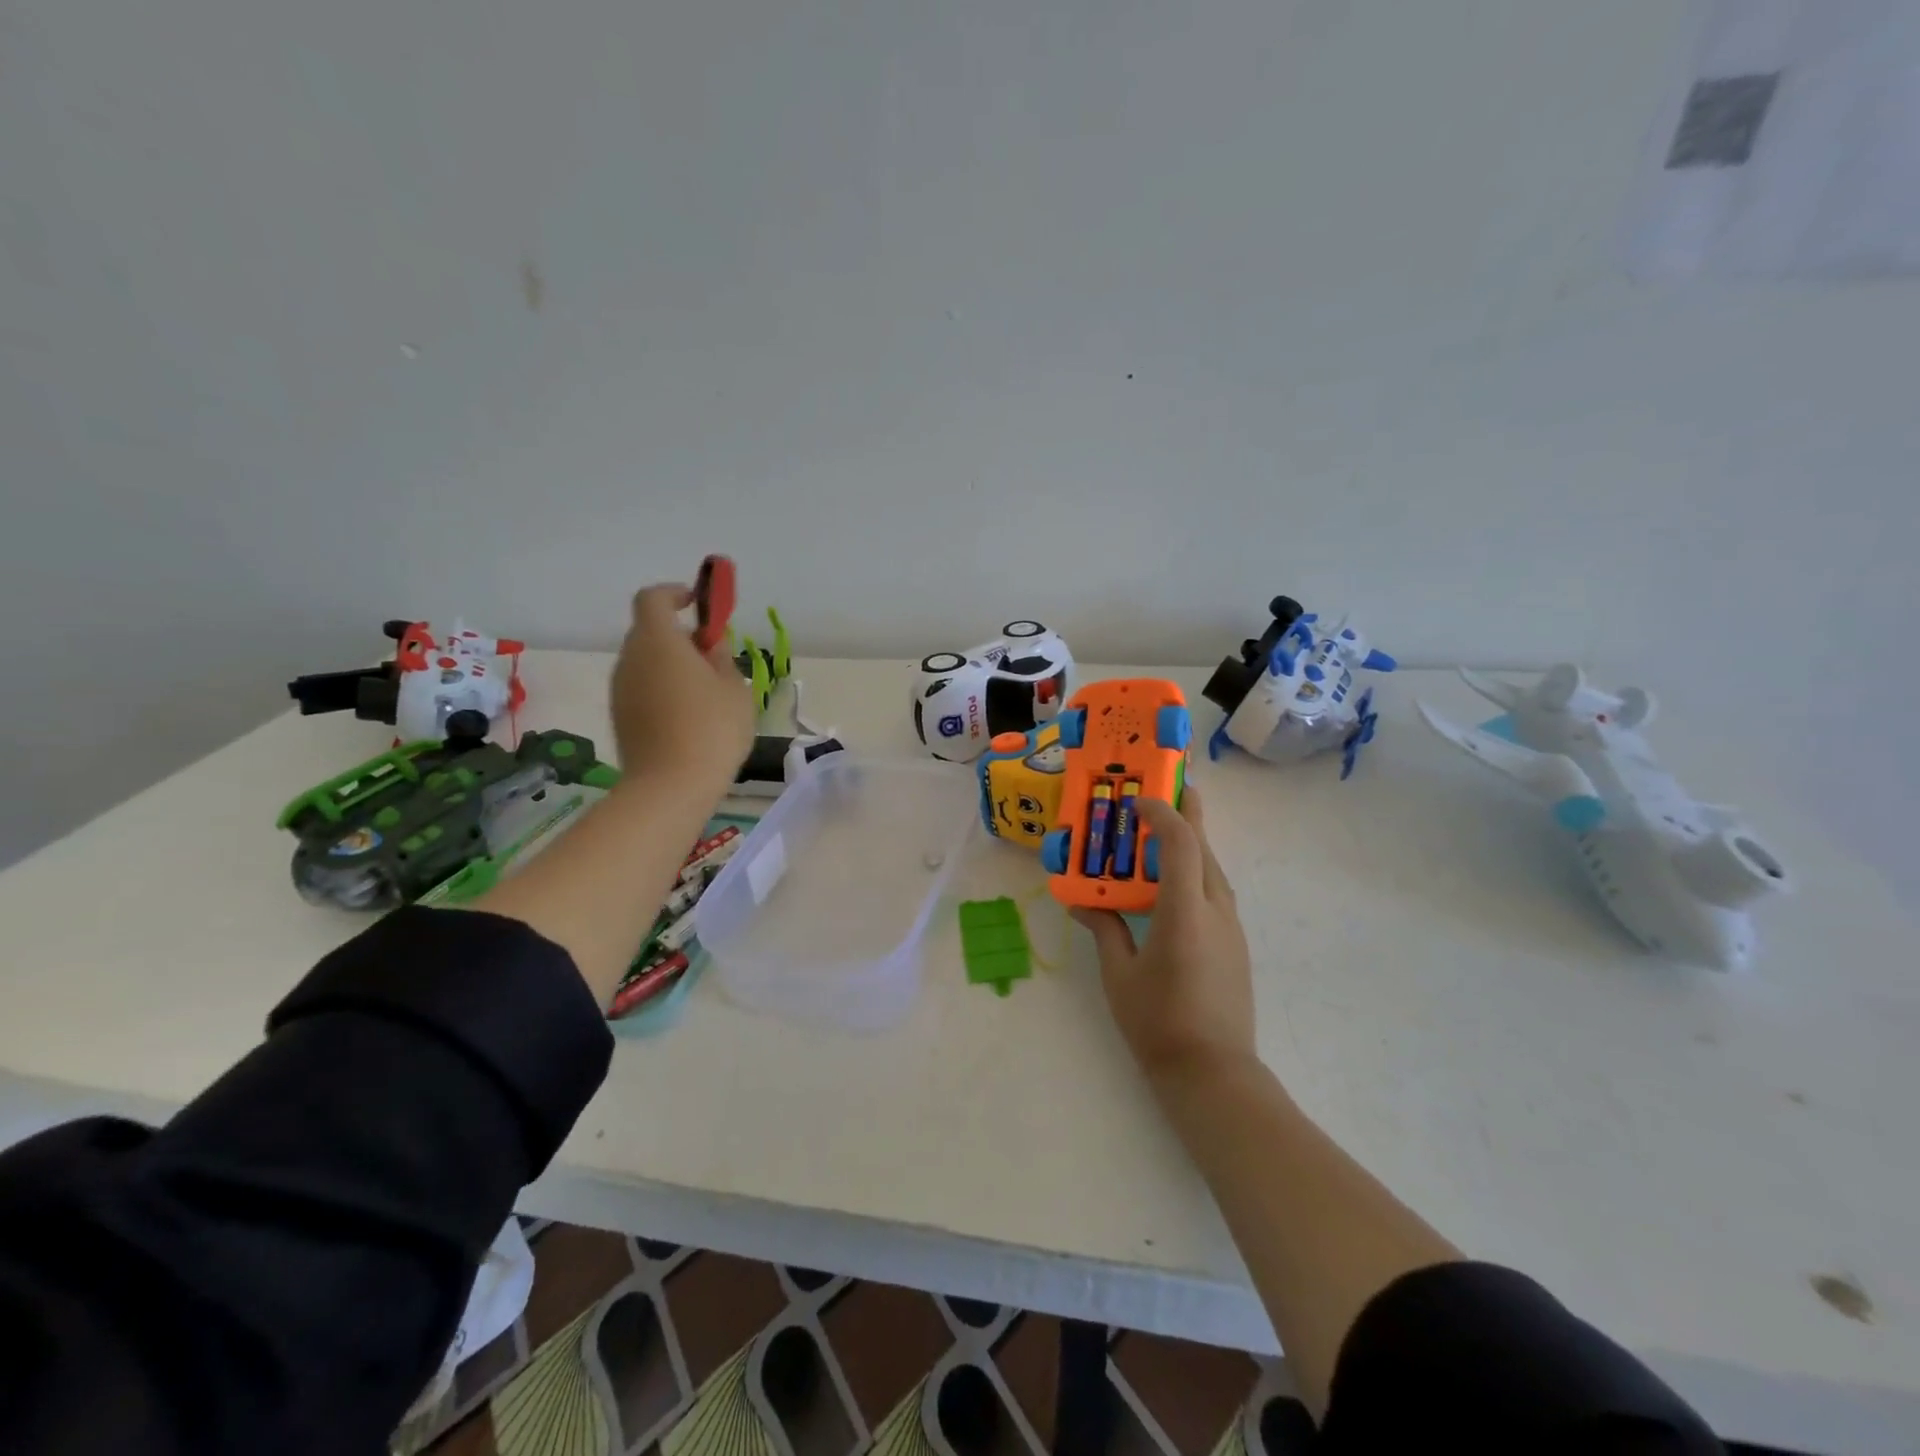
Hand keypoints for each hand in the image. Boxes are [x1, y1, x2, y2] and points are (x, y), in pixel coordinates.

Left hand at [609, 583, 755, 795]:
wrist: (671, 787)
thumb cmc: (712, 729)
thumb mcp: (735, 689)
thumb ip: (722, 658)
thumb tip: (711, 646)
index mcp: (658, 641)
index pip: (653, 598)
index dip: (675, 594)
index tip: (699, 605)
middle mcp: (630, 658)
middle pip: (649, 632)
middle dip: (679, 636)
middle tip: (712, 658)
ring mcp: (620, 689)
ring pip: (645, 663)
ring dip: (671, 666)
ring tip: (705, 693)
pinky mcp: (620, 716)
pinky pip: (642, 689)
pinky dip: (662, 690)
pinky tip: (688, 718)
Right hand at [1072, 785, 1256, 1084]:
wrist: (1213, 1072)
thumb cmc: (1158, 1022)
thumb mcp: (1119, 974)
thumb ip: (1104, 929)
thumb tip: (1083, 902)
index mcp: (1184, 911)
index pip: (1179, 843)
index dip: (1161, 813)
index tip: (1136, 801)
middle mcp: (1215, 908)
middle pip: (1204, 846)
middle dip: (1187, 813)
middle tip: (1166, 789)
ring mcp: (1231, 926)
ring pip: (1213, 867)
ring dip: (1192, 842)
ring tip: (1165, 832)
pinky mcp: (1235, 942)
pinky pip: (1215, 890)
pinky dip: (1196, 870)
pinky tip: (1175, 883)